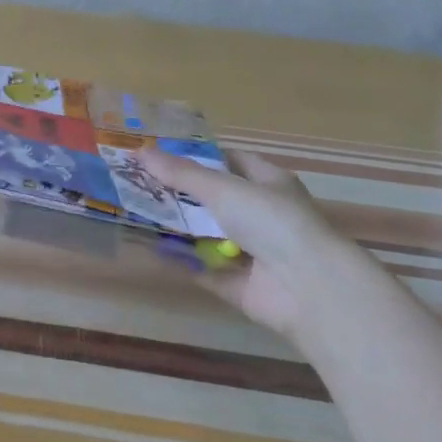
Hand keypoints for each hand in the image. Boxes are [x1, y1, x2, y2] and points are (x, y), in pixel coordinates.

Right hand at [141, 146, 355, 342]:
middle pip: (213, 200)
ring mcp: (251, 252)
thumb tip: (140, 152)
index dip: (197, 156)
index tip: (159, 154)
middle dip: (178, 194)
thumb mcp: (223, 189)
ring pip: (206, 235)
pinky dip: (180, 262)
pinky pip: (202, 269)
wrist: (308, 288)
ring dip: (176, 228)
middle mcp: (261, 216)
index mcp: (268, 184)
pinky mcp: (239, 284)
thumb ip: (181, 173)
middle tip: (137, 184)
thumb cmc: (272, 222)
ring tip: (134, 213)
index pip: (230, 161)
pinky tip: (147, 249)